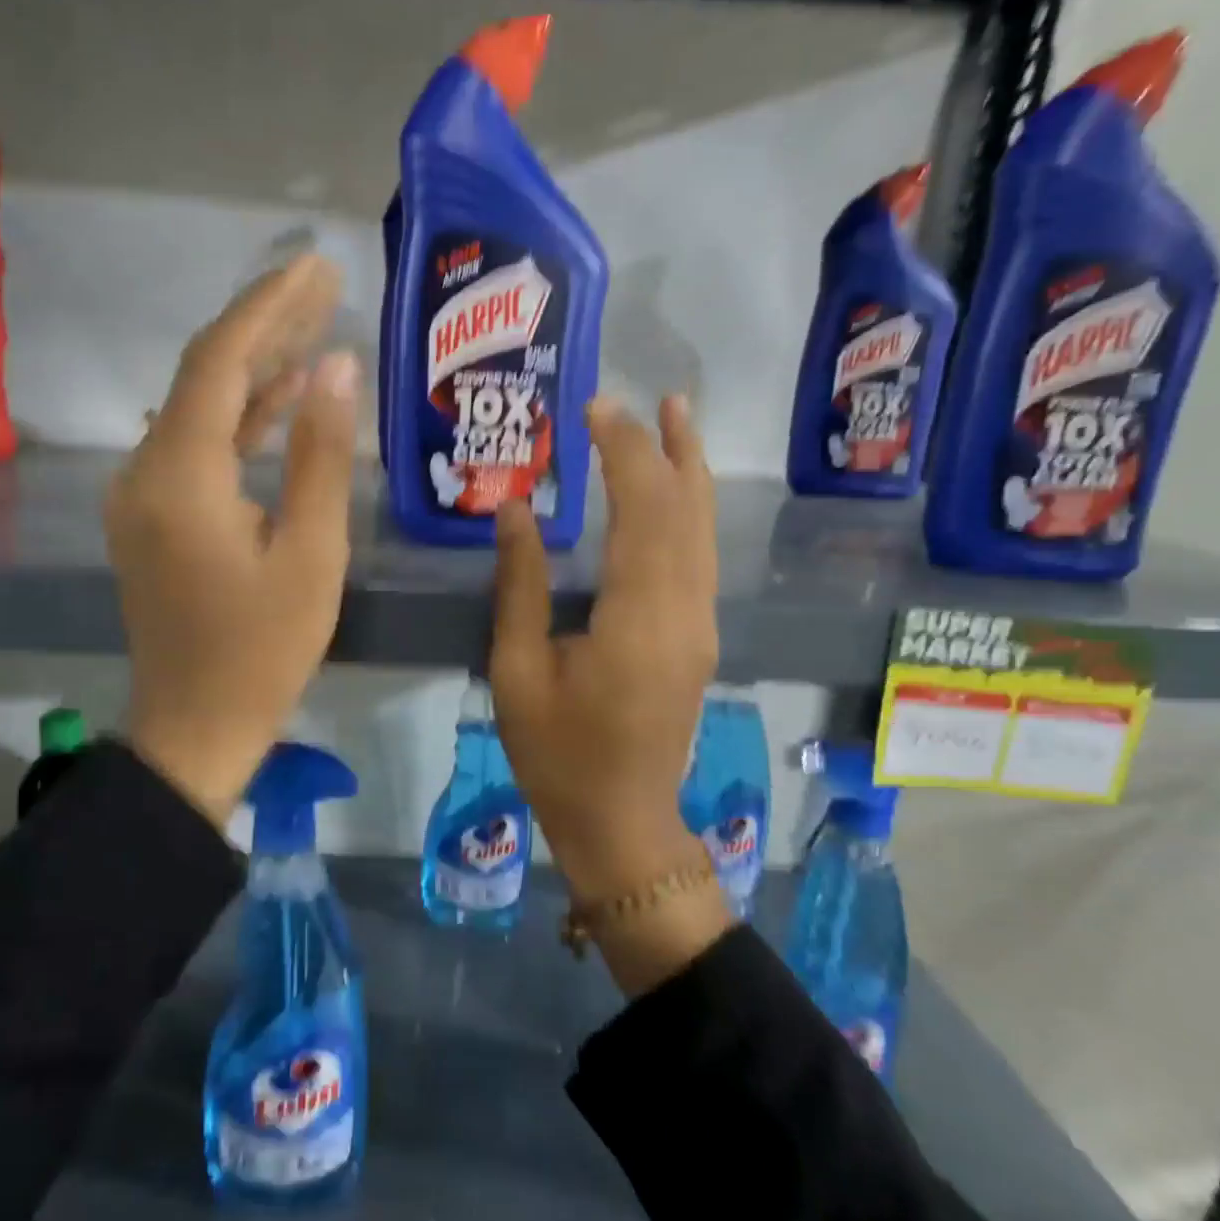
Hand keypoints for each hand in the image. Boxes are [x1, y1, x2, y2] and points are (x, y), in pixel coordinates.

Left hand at [108, 254, 358, 826]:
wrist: (196, 726)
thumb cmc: (264, 649)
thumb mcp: (311, 553)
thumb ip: (319, 454)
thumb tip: (336, 366)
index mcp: (182, 475)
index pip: (220, 361)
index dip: (268, 306)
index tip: (315, 264)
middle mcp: (145, 469)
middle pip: (203, 374)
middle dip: (264, 324)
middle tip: (322, 282)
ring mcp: (141, 493)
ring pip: (199, 408)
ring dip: (254, 369)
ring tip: (314, 327)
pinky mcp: (153, 515)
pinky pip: (196, 447)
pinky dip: (238, 419)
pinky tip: (282, 397)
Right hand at [490, 394, 729, 993]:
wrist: (622, 822)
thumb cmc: (558, 754)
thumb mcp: (517, 670)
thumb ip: (520, 586)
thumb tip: (515, 511)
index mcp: (637, 619)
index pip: (643, 510)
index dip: (624, 452)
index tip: (594, 410)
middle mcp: (684, 611)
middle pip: (686, 510)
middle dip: (664, 447)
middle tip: (644, 398)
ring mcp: (701, 624)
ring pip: (704, 529)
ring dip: (689, 470)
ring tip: (676, 418)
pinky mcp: (700, 635)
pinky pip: (700, 555)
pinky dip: (689, 509)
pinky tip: (674, 490)